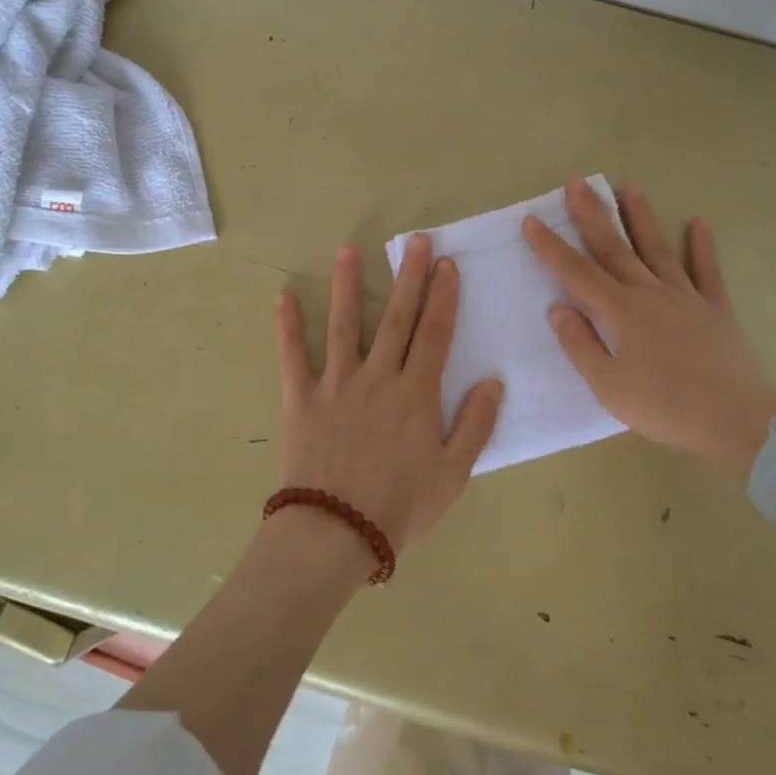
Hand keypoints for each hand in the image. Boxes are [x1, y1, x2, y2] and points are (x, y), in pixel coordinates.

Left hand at [276, 236, 502, 553]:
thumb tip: (492, 382)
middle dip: (410, 277)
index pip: (435, 334)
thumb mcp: (453, 473)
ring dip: (348, 285)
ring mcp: (336, 385)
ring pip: (344, 326)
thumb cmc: (401, 506)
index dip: (443, 298)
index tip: (447, 266)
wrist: (336, 533)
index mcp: (416, 394)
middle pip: (397, 319)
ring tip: (348, 250)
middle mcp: (377, 378)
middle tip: (416, 241)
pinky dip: (287, 327)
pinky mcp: (301, 399)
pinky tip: (283, 296)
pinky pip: (291, 357)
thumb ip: (475, 424)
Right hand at [523, 180, 775, 472]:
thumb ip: (580, 345)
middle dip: (593, 215)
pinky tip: (698, 222)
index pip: (576, 272)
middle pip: (615, 248)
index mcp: (620, 313)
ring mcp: (686, 296)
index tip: (532, 220)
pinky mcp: (716, 307)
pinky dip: (702, 245)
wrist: (738, 419)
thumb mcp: (608, 387)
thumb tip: (558, 308)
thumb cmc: (665, 407)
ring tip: (627, 187)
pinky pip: (706, 269)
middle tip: (578, 183)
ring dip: (640, 217)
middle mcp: (649, 293)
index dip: (551, 247)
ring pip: (657, 248)